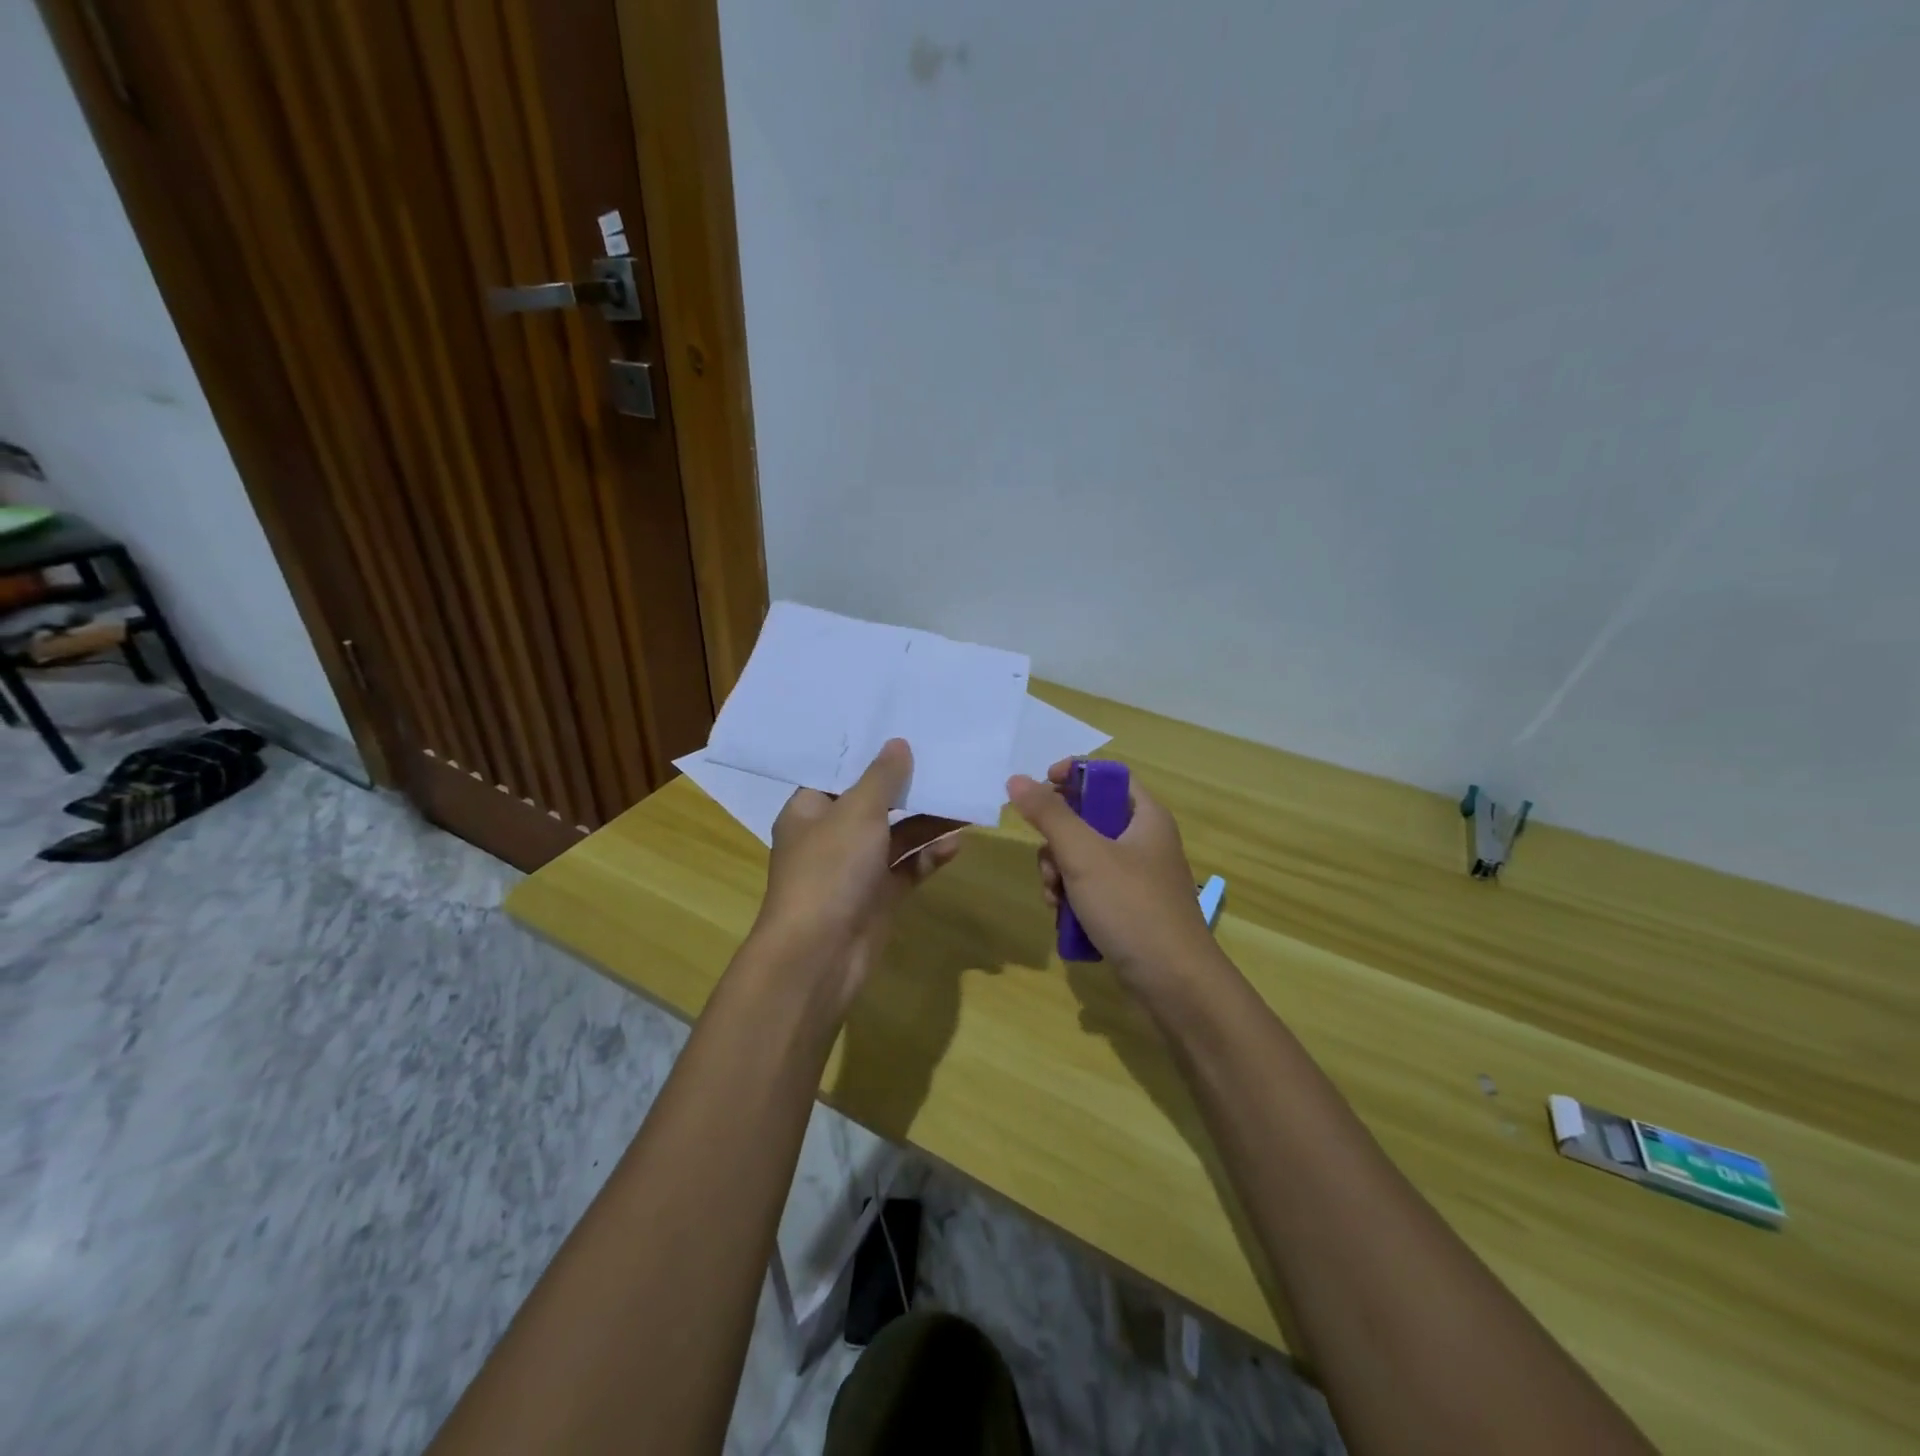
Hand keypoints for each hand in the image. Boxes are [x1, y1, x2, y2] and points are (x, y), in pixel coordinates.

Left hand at [749, 739, 961, 1015]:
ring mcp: (856, 869)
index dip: (868, 754)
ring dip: (927, 821)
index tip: (902, 731)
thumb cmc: (830, 870)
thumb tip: (898, 743)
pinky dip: (930, 855)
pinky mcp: (879, 896)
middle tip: (944, 759)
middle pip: (873, 803)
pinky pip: (909, 868)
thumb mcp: (857, 812)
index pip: (838, 773)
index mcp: (808, 811)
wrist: (820, 955)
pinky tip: (958, 843)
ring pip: (897, 836)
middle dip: (907, 786)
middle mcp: (831, 836)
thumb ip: (881, 777)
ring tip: (963, 800)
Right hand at [1006, 759, 1221, 996]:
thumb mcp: (1084, 855)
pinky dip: (1072, 899)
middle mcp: (1144, 841)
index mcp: (1145, 817)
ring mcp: (1137, 878)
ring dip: (1058, 875)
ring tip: (1056, 901)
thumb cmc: (1132, 907)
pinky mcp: (1129, 910)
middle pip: (1086, 819)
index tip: (1039, 787)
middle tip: (1050, 865)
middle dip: (1056, 841)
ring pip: (1082, 858)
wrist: (1174, 984)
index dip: (1072, 775)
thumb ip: (1049, 814)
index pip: (1106, 776)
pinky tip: (1064, 920)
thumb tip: (1016, 779)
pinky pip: (1090, 890)